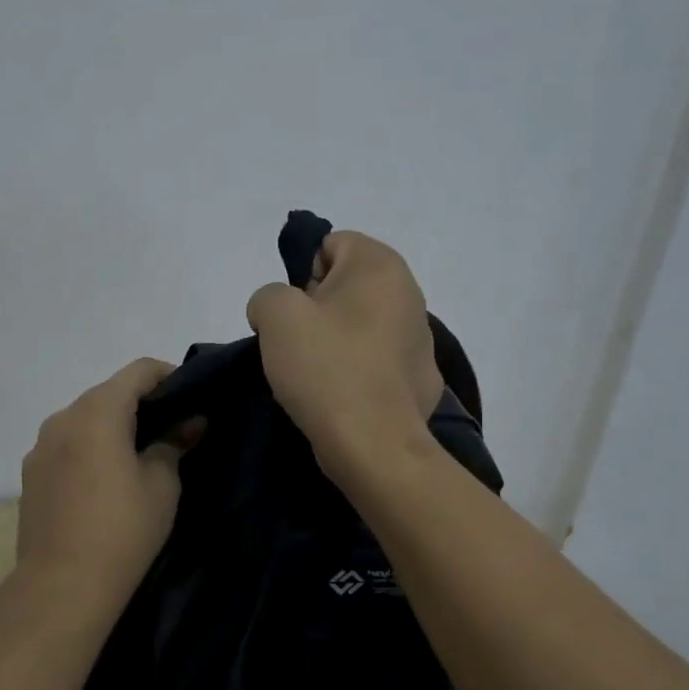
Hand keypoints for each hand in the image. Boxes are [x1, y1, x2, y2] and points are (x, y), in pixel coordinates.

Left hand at [15, 358, 197, 606]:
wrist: (62, 586)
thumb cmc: (123, 530)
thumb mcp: (162, 485)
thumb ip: (174, 443)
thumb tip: (190, 421)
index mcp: (97, 413)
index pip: (138, 371)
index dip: (168, 375)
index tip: (191, 395)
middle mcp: (62, 418)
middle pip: (108, 393)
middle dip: (141, 402)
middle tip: (172, 427)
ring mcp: (40, 447)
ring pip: (84, 419)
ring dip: (113, 426)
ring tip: (139, 454)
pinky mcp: (30, 474)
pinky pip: (67, 445)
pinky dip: (90, 447)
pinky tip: (106, 479)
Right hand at [246, 230, 443, 476]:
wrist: (372, 444)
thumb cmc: (325, 368)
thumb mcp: (275, 315)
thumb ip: (268, 295)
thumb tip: (280, 312)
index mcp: (381, 266)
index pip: (331, 245)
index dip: (301, 274)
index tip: (293, 314)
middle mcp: (410, 293)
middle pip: (346, 286)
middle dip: (318, 309)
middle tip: (298, 344)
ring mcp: (421, 339)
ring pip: (360, 325)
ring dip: (337, 341)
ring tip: (317, 377)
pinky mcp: (421, 379)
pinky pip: (376, 362)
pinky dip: (358, 372)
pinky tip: (343, 397)